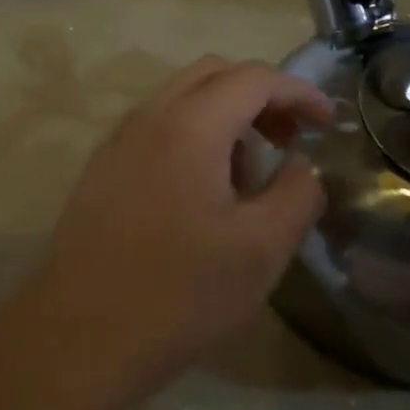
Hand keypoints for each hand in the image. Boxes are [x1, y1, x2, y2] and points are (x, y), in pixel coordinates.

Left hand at [14, 58, 330, 409]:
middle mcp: (148, 117)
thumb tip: (301, 165)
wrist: (79, 335)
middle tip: (290, 139)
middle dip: (260, 96)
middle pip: (212, 74)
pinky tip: (204, 194)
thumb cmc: (178, 294)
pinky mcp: (102, 168)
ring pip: (181, 99)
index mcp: (188, 125)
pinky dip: (193, 136)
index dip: (298, 92)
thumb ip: (296, 194)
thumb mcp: (260, 250)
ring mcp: (118, 141)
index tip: (329, 123)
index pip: (252, 78)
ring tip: (249, 177)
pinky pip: (156, 128)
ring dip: (225, 117)